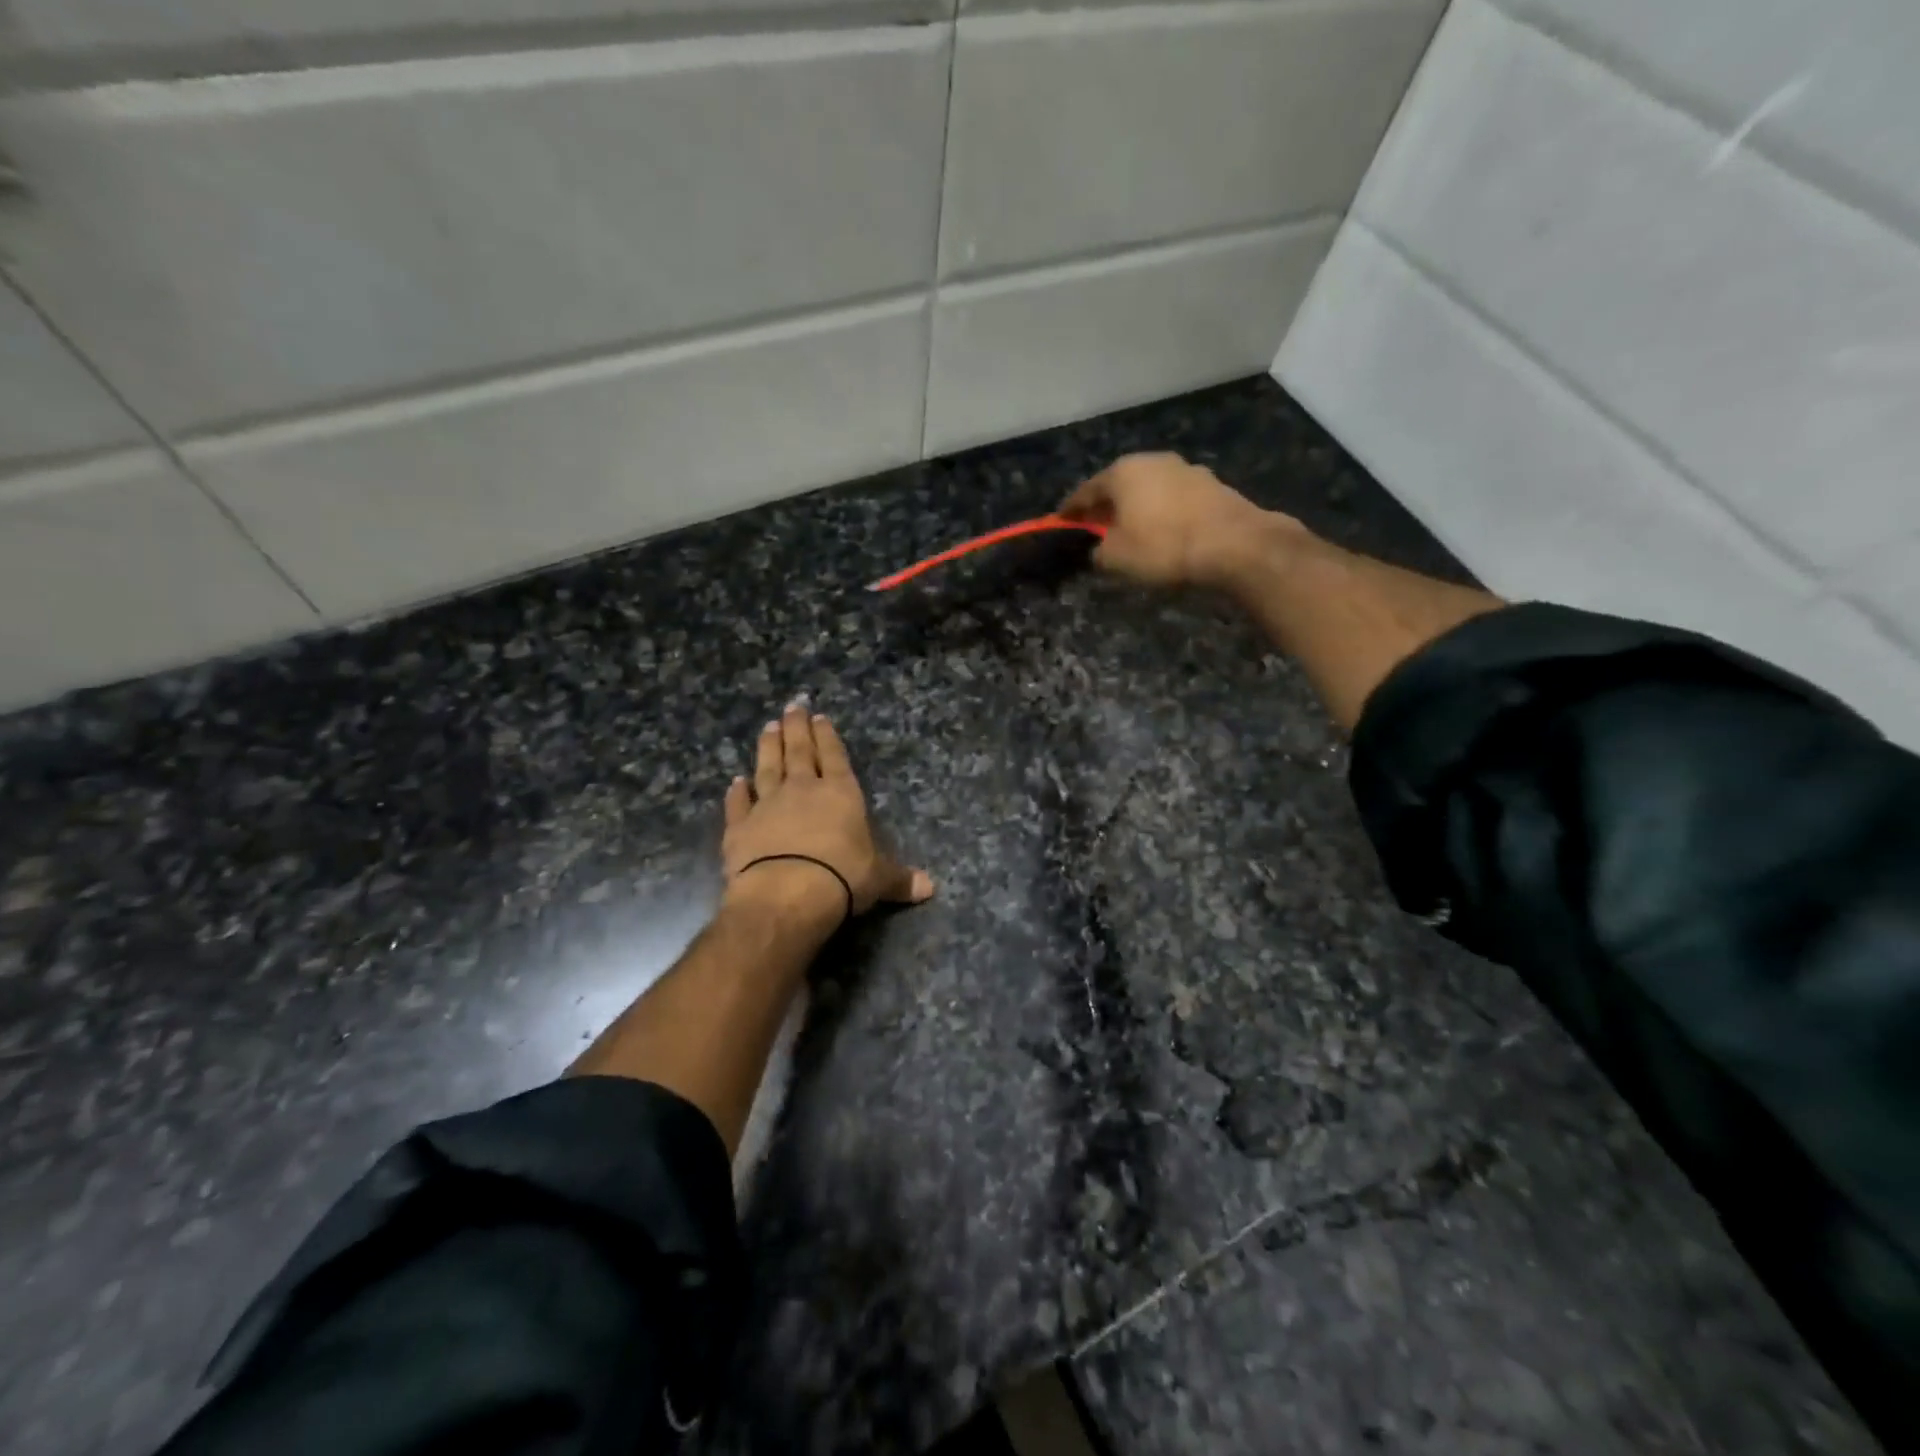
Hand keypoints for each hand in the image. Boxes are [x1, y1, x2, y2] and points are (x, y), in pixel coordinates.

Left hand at [722, 701, 933, 923]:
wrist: (787, 893)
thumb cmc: (842, 877)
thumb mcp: (878, 879)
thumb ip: (900, 878)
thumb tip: (930, 888)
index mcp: (840, 793)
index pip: (835, 757)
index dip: (828, 737)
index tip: (820, 717)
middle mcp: (802, 790)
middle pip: (799, 752)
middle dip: (797, 728)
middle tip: (792, 706)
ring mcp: (767, 805)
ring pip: (767, 768)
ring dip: (768, 747)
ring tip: (767, 727)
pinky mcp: (739, 827)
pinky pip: (738, 805)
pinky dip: (736, 793)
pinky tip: (734, 781)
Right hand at [1059, 452, 1300, 587]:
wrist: (1234, 545)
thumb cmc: (1163, 547)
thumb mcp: (1116, 558)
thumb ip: (1098, 552)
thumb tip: (1098, 549)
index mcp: (1122, 472)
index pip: (1086, 491)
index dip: (1071, 510)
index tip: (1061, 521)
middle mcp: (1153, 461)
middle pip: (1119, 484)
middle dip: (1106, 505)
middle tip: (1095, 525)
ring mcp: (1186, 469)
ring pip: (1149, 489)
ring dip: (1137, 507)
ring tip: (1131, 530)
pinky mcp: (1212, 485)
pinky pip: (1174, 499)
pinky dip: (1163, 512)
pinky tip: (1163, 530)